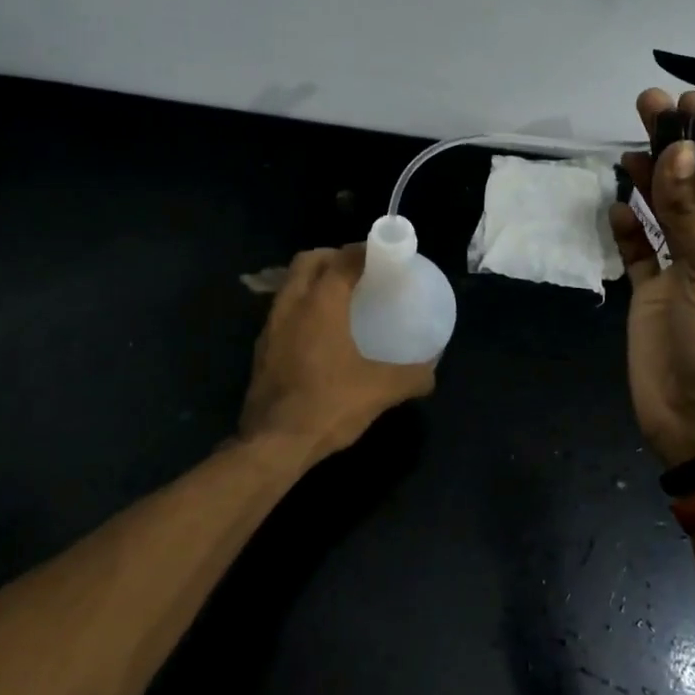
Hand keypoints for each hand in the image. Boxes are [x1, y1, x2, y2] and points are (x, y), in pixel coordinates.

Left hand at [241, 244, 436, 463]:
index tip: (384, 254)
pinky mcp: (262, 349)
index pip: (342, 259)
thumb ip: (411, 377)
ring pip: (291, 285)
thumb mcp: (379, 391)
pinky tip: (320, 333)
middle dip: (332, 256)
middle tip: (359, 270)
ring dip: (313, 280)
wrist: (272, 444)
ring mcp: (271, 327)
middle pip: (308, 261)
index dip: (363, 250)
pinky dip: (302, 306)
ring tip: (341, 297)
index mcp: (320, 303)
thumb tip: (432, 373)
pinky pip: (283, 311)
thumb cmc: (328, 405)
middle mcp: (291, 305)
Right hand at [607, 88, 694, 467]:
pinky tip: (618, 206)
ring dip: (650, 180)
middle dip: (679, 147)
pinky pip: (641, 249)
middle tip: (649, 104)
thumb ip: (690, 208)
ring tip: (628, 145)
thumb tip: (675, 149)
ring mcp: (687, 271)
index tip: (694, 102)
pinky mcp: (653, 292)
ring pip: (668, 213)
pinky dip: (630, 227)